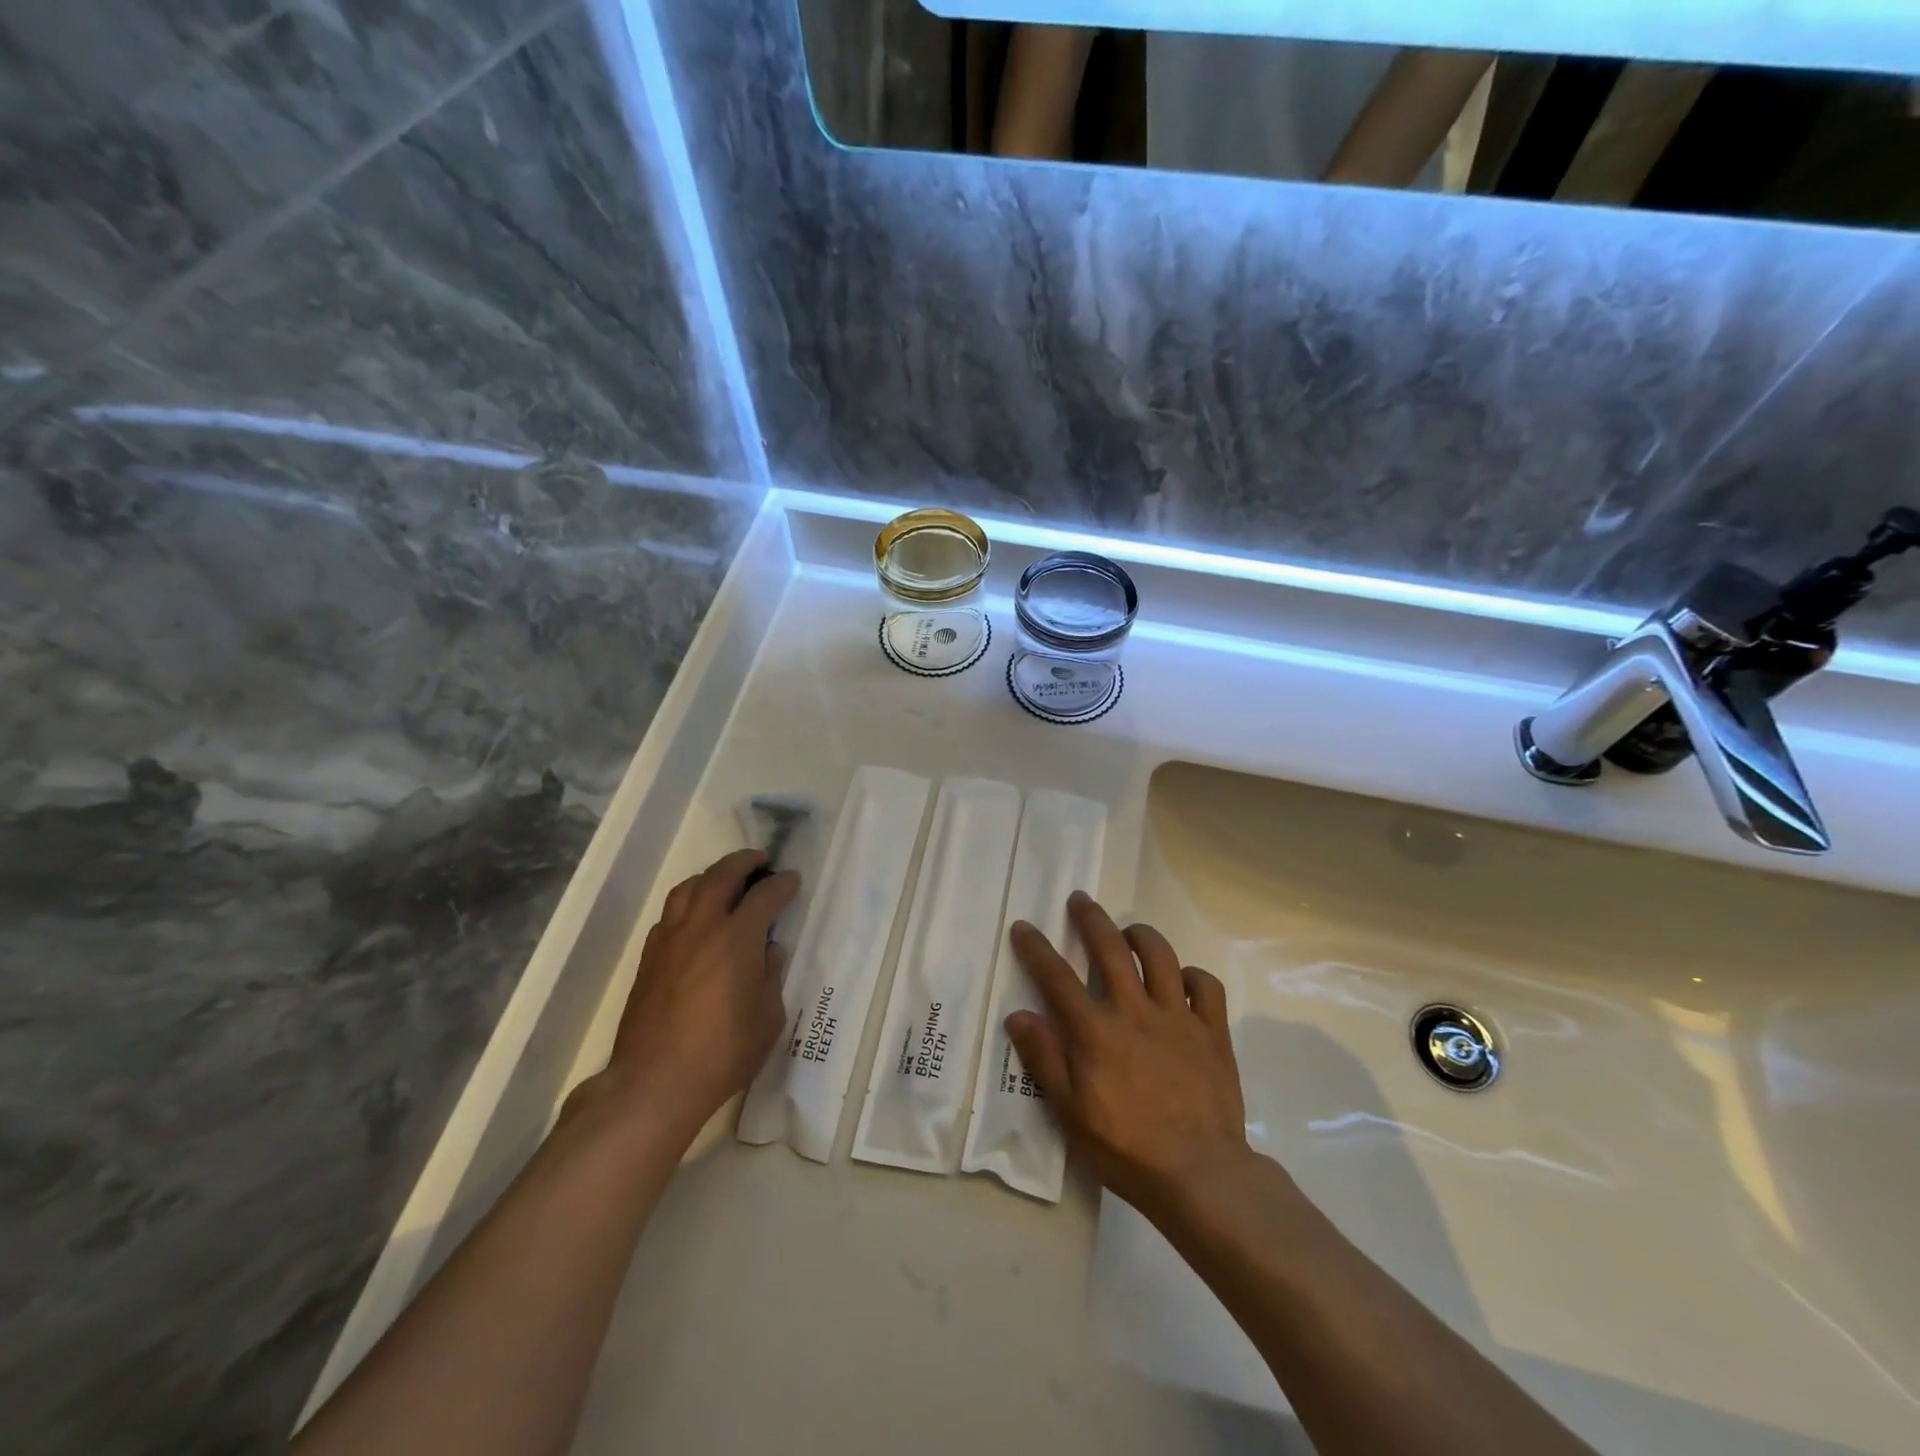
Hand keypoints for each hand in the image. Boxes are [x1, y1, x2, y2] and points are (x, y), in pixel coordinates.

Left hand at [600, 849, 798, 1138]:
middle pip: (722, 875)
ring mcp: (670, 939)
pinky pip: (670, 913)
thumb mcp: (768, 1018)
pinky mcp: (649, 957)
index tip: (792, 880)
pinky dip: (688, 903)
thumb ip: (771, 975)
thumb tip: (768, 950)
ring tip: (725, 881)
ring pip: (689, 888)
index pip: (765, 895)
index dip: (783, 884)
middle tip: (760, 861)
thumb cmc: (723, 1053)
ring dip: (711, 876)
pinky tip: (696, 918)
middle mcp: (702, 927)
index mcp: (737, 938)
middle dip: (744, 862)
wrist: (654, 1082)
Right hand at [1005, 892, 1251, 1225]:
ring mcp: (1178, 1017)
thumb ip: (1045, 1060)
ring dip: (1140, 935)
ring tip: (1128, 931)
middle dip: (1090, 919)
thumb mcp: (1070, 1113)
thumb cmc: (1126, 1149)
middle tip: (1080, 899)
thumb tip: (1019, 1015)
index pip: (1057, 978)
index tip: (1023, 926)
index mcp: (1096, 1031)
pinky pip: (1206, 986)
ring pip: (1160, 955)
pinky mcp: (1212, 1032)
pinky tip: (1182, 979)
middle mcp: (1135, 1011)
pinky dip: (1193, 974)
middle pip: (1110, 949)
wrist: (1201, 1174)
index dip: (1036, 948)